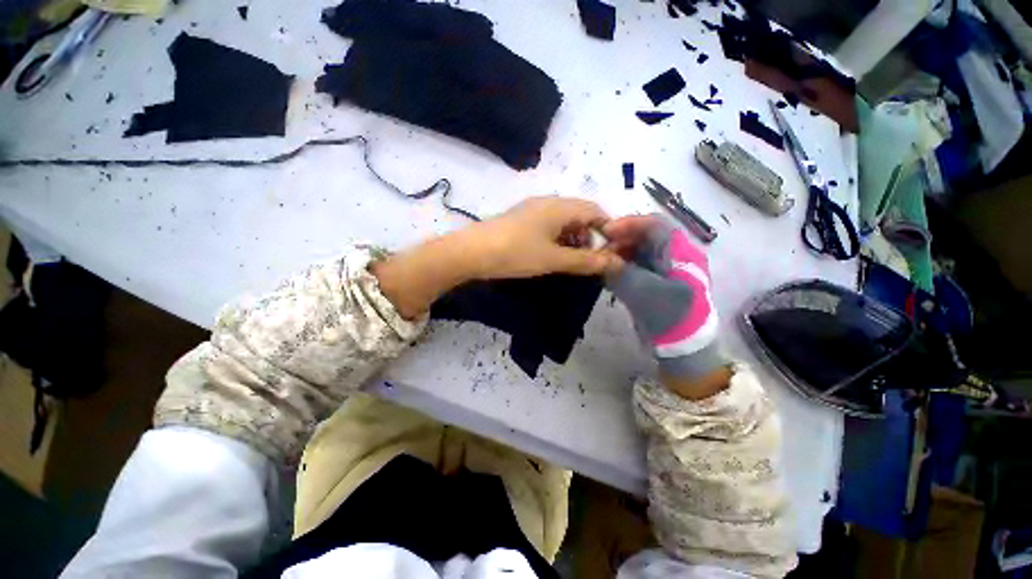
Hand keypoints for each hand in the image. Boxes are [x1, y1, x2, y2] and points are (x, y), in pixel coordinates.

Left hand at [465, 196, 621, 278]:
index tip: (611, 252)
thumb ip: (586, 261)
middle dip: (590, 236)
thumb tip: (618, 264)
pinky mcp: (522, 219)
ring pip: (564, 220)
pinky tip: (552, 254)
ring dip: (573, 238)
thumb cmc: (516, 253)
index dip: (608, 230)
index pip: (595, 210)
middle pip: (580, 214)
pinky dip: (557, 238)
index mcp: (560, 206)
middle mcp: (548, 202)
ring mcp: (533, 209)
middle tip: (590, 259)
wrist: (471, 252)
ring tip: (571, 260)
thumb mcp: (554, 259)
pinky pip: (548, 224)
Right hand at [603, 215, 729, 396]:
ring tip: (601, 261)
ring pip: (639, 250)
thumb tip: (598, 258)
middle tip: (599, 248)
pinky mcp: (656, 281)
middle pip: (645, 236)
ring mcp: (665, 269)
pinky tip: (608, 272)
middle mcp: (674, 255)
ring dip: (619, 253)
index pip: (654, 224)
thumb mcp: (641, 291)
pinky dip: (621, 266)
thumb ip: (618, 271)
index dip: (629, 224)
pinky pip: (637, 265)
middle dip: (620, 239)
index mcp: (679, 252)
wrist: (682, 346)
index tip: (605, 232)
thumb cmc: (668, 315)